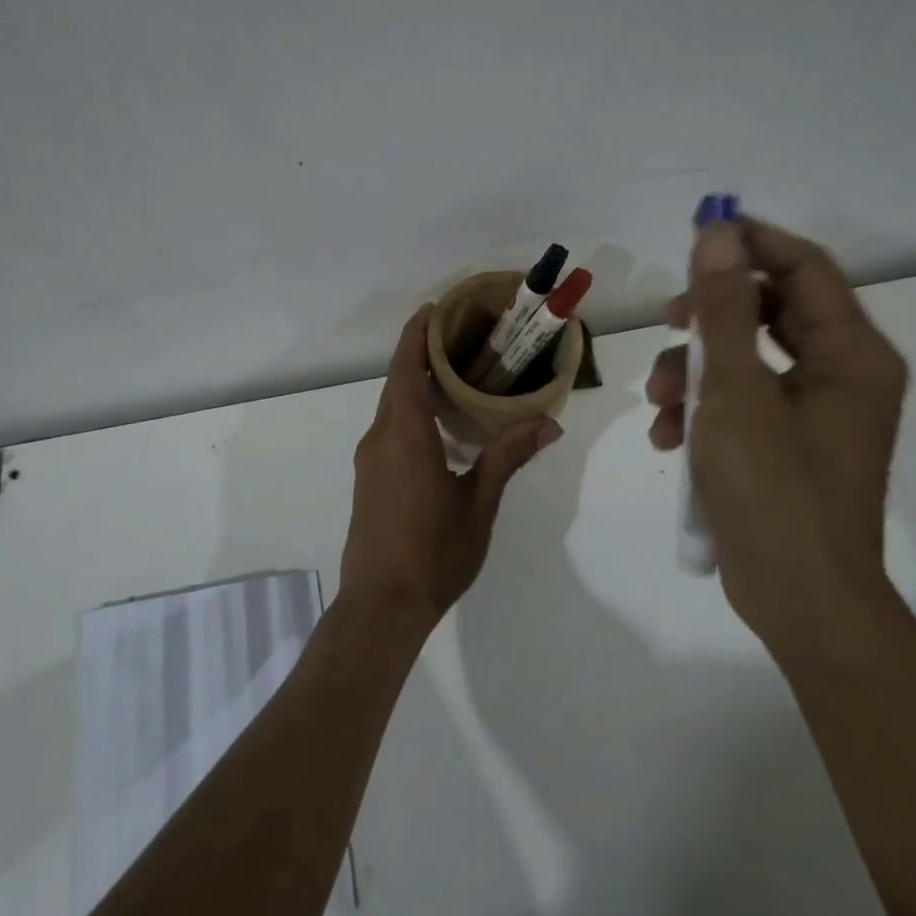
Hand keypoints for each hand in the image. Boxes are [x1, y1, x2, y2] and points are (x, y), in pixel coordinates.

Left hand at [342, 305, 561, 625]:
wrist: (381, 606)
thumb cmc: (434, 553)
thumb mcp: (478, 505)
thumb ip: (507, 457)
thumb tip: (547, 424)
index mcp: (406, 435)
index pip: (406, 368)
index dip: (416, 334)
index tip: (434, 309)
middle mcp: (380, 437)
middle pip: (396, 381)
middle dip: (419, 353)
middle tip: (459, 338)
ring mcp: (370, 459)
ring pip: (391, 405)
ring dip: (414, 382)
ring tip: (454, 374)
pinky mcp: (368, 478)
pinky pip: (388, 428)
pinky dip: (408, 409)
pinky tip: (438, 424)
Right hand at [646, 217, 907, 638]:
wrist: (799, 600)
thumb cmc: (772, 488)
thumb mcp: (735, 390)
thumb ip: (724, 308)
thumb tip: (718, 233)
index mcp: (851, 353)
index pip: (804, 267)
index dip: (750, 243)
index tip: (696, 235)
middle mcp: (843, 373)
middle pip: (770, 311)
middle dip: (708, 319)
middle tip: (668, 321)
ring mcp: (816, 412)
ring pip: (747, 359)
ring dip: (693, 372)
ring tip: (658, 407)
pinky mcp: (789, 444)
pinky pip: (742, 402)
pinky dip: (704, 410)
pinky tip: (670, 440)